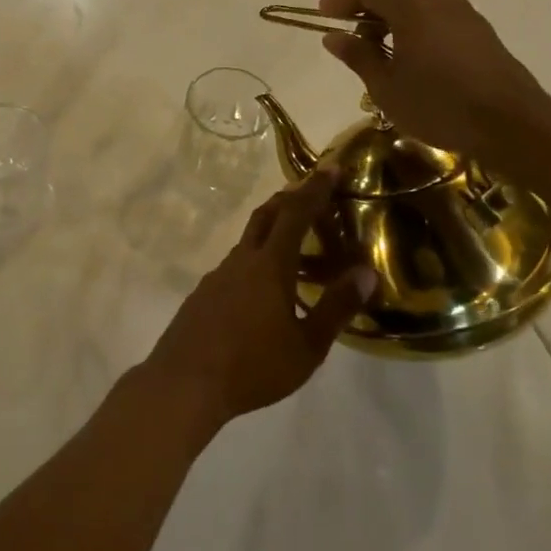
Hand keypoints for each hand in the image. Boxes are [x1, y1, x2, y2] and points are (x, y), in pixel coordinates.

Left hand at [141, 166, 376, 427]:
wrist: (184, 382)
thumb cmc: (253, 366)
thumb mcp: (307, 345)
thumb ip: (337, 307)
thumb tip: (366, 271)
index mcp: (270, 265)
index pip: (296, 213)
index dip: (315, 189)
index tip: (331, 168)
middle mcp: (242, 259)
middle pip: (266, 215)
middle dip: (290, 199)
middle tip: (312, 194)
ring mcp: (218, 275)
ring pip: (249, 241)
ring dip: (273, 232)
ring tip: (297, 249)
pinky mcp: (204, 294)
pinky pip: (236, 265)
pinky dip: (257, 261)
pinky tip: (265, 291)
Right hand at [317, 0, 550, 170]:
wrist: (510, 123)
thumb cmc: (437, 103)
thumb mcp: (385, 85)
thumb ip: (357, 56)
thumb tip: (334, 37)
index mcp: (410, 4)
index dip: (341, 1)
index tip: (323, 15)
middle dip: (367, 13)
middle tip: (349, 39)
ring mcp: (464, 14)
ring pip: (418, 8)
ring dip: (393, 24)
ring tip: (379, 55)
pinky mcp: (481, 32)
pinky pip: (438, 22)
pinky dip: (417, 32)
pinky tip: (413, 62)